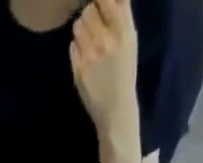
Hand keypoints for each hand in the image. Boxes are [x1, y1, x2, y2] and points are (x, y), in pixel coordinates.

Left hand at [70, 0, 139, 144]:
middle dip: (89, 15)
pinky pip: (72, 45)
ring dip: (81, 30)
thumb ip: (121, 15)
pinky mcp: (78, 69)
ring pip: (78, 25)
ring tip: (88, 41)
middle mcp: (106, 40)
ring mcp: (90, 55)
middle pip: (88, 10)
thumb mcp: (129, 41)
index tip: (100, 7)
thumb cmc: (124, 74)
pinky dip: (77, 47)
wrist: (116, 111)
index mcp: (123, 31)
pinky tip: (85, 57)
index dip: (100, 1)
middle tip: (93, 26)